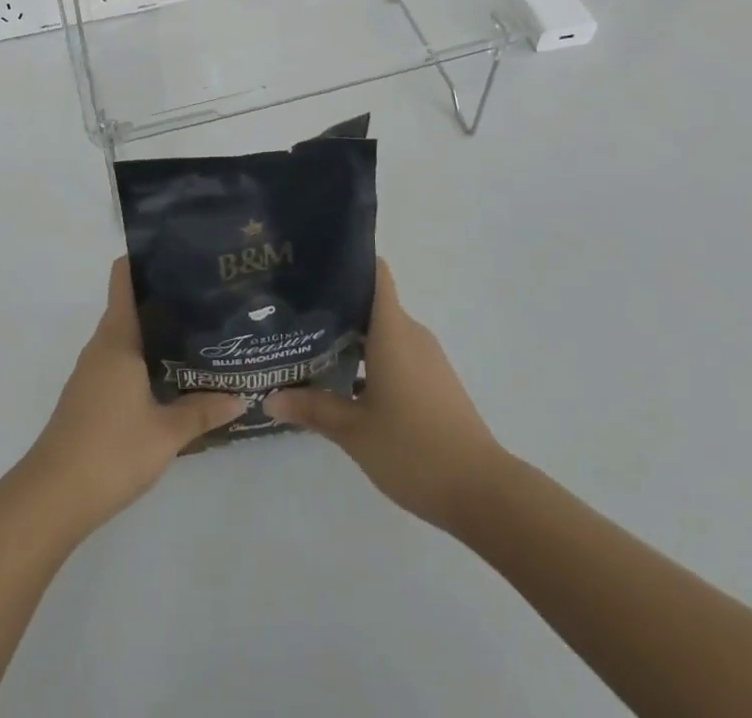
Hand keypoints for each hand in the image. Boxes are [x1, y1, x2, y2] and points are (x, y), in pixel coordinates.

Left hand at [18, 257, 243, 536]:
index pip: (124, 278)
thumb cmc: (110, 451)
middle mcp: (102, 346)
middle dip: (165, 299)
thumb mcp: (166, 433)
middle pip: (130, 306)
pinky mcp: (88, 397)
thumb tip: (240, 395)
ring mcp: (91, 372)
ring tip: (198, 334)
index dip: (146, 259)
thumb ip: (203, 411)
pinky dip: (144, 360)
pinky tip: (171, 377)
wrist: (51, 498)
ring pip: (126, 337)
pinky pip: (120, 362)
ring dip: (155, 333)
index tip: (180, 254)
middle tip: (206, 298)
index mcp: (118, 338)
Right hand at [266, 259, 506, 530]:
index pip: (375, 273)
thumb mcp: (354, 431)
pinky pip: (397, 354)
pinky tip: (345, 383)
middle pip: (373, 303)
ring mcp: (426, 358)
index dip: (349, 261)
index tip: (314, 264)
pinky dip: (372, 360)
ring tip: (312, 346)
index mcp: (392, 330)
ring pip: (384, 332)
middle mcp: (411, 334)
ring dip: (353, 337)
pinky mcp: (434, 382)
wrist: (481, 491)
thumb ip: (313, 409)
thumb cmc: (413, 449)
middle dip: (337, 305)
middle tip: (296, 311)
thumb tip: (270, 397)